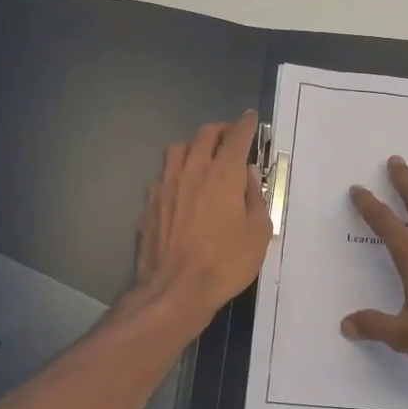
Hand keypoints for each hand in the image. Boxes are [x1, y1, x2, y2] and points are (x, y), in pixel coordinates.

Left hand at [134, 111, 272, 327]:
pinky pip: (163, 174)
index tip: (251, 119)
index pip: (237, 137)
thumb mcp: (258, 233)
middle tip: (231, 136)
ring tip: (203, 156)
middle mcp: (193, 170)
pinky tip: (182, 187)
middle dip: (221, 129)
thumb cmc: (225, 263)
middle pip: (205, 134)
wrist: (175, 290)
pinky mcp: (149, 203)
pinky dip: (177, 171)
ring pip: (178, 148)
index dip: (246, 125)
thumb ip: (255, 198)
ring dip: (194, 145)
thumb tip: (247, 175)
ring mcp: (166, 185)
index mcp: (224, 174)